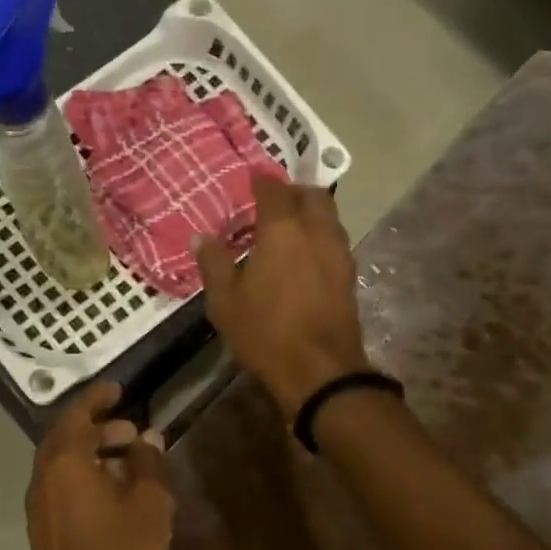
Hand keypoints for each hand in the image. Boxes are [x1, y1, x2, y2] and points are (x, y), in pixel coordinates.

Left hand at [26, 381, 174, 549]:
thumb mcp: (149, 503)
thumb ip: (149, 462)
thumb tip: (148, 438)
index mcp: (66, 462)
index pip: (76, 414)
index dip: (97, 398)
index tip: (118, 389)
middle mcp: (44, 476)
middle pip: (65, 436)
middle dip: (97, 426)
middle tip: (131, 430)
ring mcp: (39, 503)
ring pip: (61, 462)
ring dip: (91, 451)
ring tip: (128, 460)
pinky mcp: (42, 526)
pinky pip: (60, 483)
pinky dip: (82, 473)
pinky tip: (112, 491)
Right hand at [195, 175, 369, 417]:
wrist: (321, 371)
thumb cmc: (266, 332)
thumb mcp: (225, 301)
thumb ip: (214, 263)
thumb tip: (201, 236)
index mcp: (283, 230)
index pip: (274, 190)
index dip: (262, 180)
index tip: (251, 177)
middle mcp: (316, 232)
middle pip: (313, 195)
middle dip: (294, 191)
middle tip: (274, 201)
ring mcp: (339, 253)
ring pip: (329, 217)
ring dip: (311, 212)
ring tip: (289, 227)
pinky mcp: (349, 276)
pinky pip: (335, 241)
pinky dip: (320, 237)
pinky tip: (305, 255)